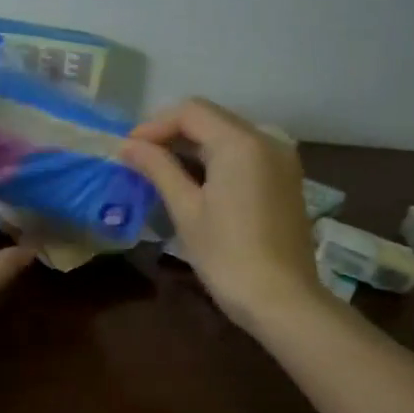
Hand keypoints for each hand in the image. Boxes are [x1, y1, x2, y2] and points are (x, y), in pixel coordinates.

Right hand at [121, 99, 321, 331]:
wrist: (283, 301)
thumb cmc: (228, 256)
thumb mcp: (186, 209)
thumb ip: (158, 168)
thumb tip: (127, 145)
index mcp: (241, 142)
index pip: (190, 111)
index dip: (154, 125)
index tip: (127, 149)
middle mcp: (267, 139)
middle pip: (211, 118)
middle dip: (172, 132)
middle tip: (139, 158)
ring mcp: (281, 158)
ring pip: (228, 134)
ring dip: (193, 145)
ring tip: (161, 169)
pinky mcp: (286, 178)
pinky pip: (245, 153)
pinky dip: (216, 158)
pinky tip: (195, 181)